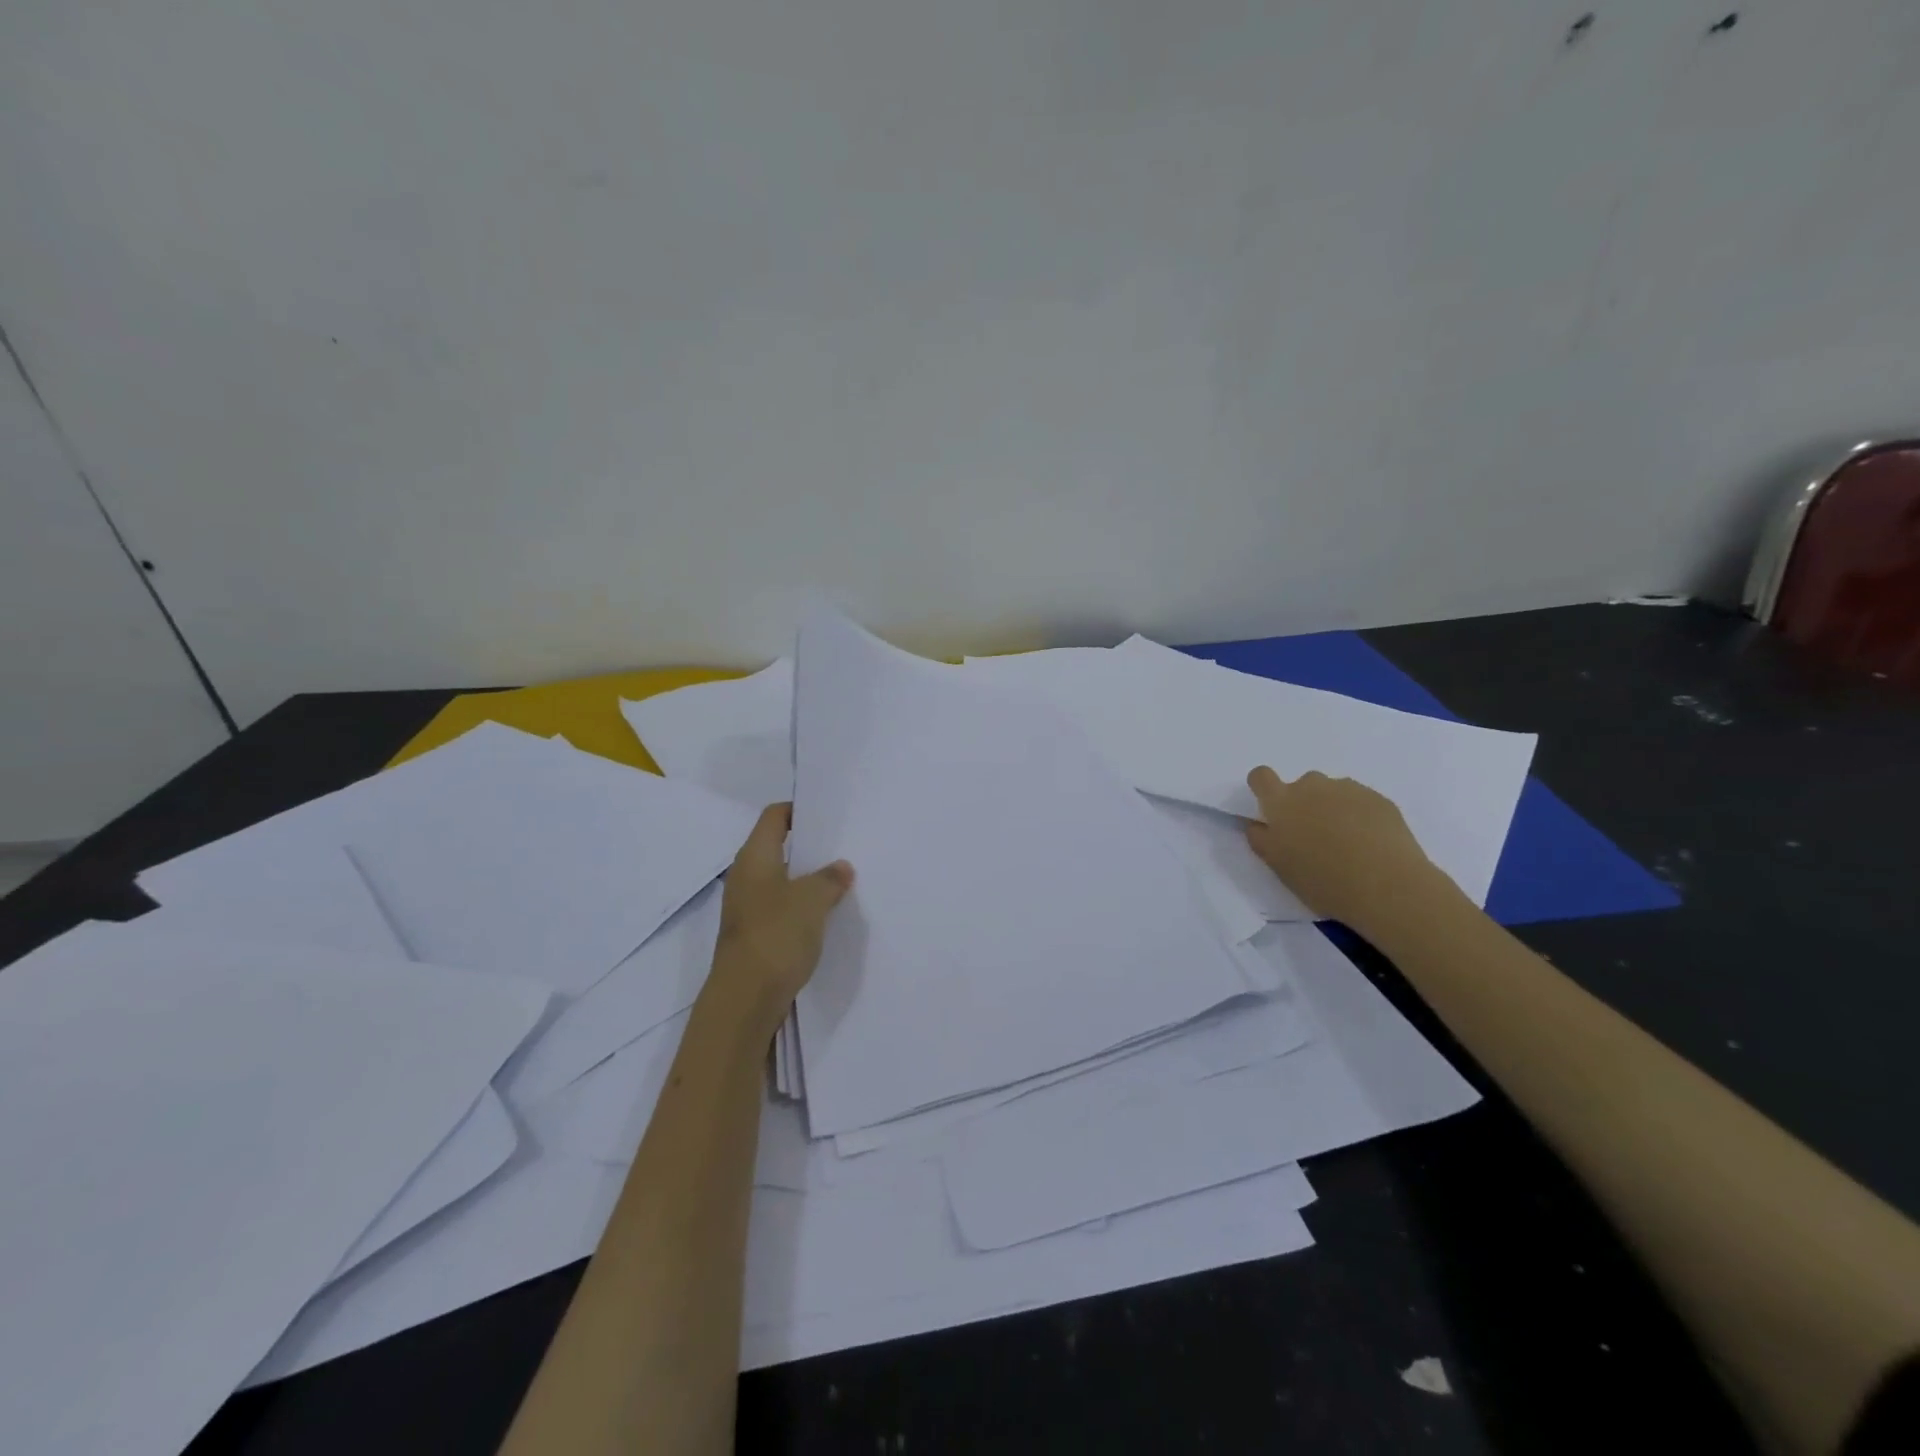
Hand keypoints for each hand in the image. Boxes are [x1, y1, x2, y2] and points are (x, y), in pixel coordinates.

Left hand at [709, 803, 853, 1036]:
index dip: (799, 810)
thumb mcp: (812, 900)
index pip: (774, 816)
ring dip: (808, 878)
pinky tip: (827, 914)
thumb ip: (829, 878)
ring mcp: (748, 907)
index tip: (829, 814)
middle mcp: (746, 876)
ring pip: (781, 880)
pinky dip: (802, 905)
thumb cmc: (776, 935)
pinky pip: (781, 907)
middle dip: (809, 846)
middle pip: (778, 847)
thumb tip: (840, 867)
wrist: (745, 999)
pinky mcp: (755, 933)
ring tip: (841, 879)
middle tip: (844, 846)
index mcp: (754, 857)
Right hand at [1243, 767, 1447, 935]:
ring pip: (1333, 792)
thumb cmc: (1322, 879)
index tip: (1272, 810)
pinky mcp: (1380, 799)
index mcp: (1282, 801)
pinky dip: (1360, 816)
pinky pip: (1361, 801)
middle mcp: (1313, 786)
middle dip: (1304, 804)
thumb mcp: (1278, 866)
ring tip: (1347, 843)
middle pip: (1301, 785)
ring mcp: (1349, 789)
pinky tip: (1370, 844)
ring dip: (1333, 808)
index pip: (1261, 776)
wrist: (1386, 886)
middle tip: (1314, 837)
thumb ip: (1261, 839)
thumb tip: (1258, 824)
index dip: (1263, 788)